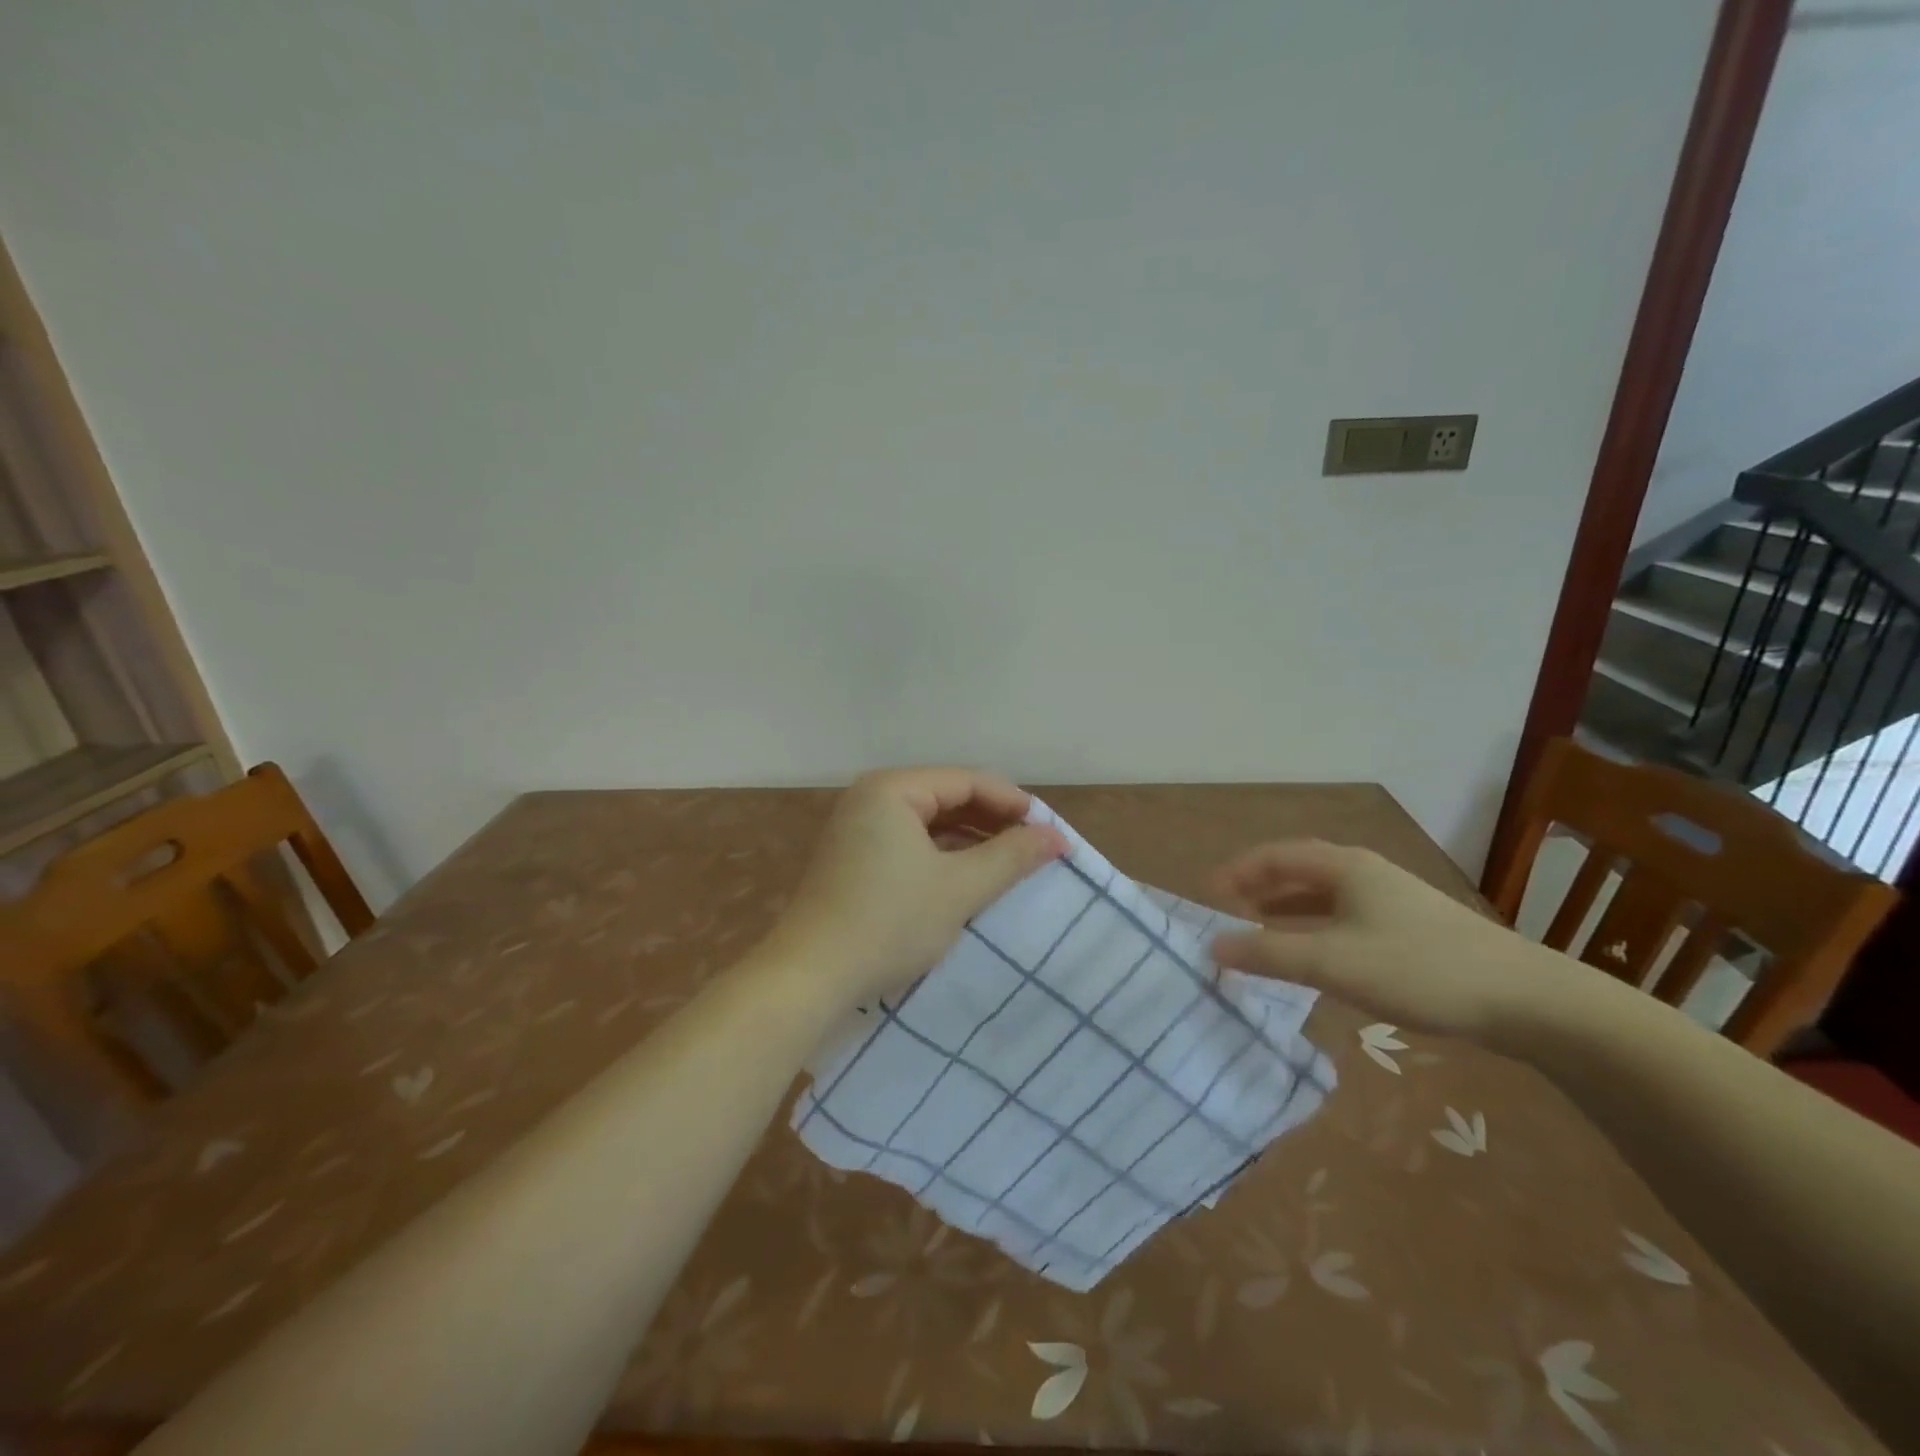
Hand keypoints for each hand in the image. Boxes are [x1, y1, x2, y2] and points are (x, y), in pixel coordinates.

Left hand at [762, 768, 1067, 1008]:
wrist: (810, 977)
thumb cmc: (888, 923)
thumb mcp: (959, 888)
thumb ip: (1011, 857)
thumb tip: (1056, 837)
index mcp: (892, 789)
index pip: (967, 780)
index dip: (1013, 803)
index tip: (1050, 831)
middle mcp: (871, 798)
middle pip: (947, 796)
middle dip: (993, 821)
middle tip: (1035, 848)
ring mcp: (858, 828)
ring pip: (930, 822)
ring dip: (971, 840)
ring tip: (1010, 863)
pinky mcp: (854, 858)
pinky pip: (910, 843)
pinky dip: (943, 856)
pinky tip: (969, 877)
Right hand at [1207, 840, 1585, 1043]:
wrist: (1526, 999)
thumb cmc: (1418, 968)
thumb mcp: (1332, 962)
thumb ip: (1268, 953)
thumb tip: (1212, 946)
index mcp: (1344, 866)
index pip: (1275, 856)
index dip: (1237, 872)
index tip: (1208, 897)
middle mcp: (1365, 872)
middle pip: (1298, 869)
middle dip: (1259, 887)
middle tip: (1228, 911)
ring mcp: (1392, 899)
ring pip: (1323, 894)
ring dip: (1287, 908)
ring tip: (1260, 930)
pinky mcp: (1411, 928)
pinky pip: (1345, 916)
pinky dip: (1315, 927)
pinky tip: (1315, 955)